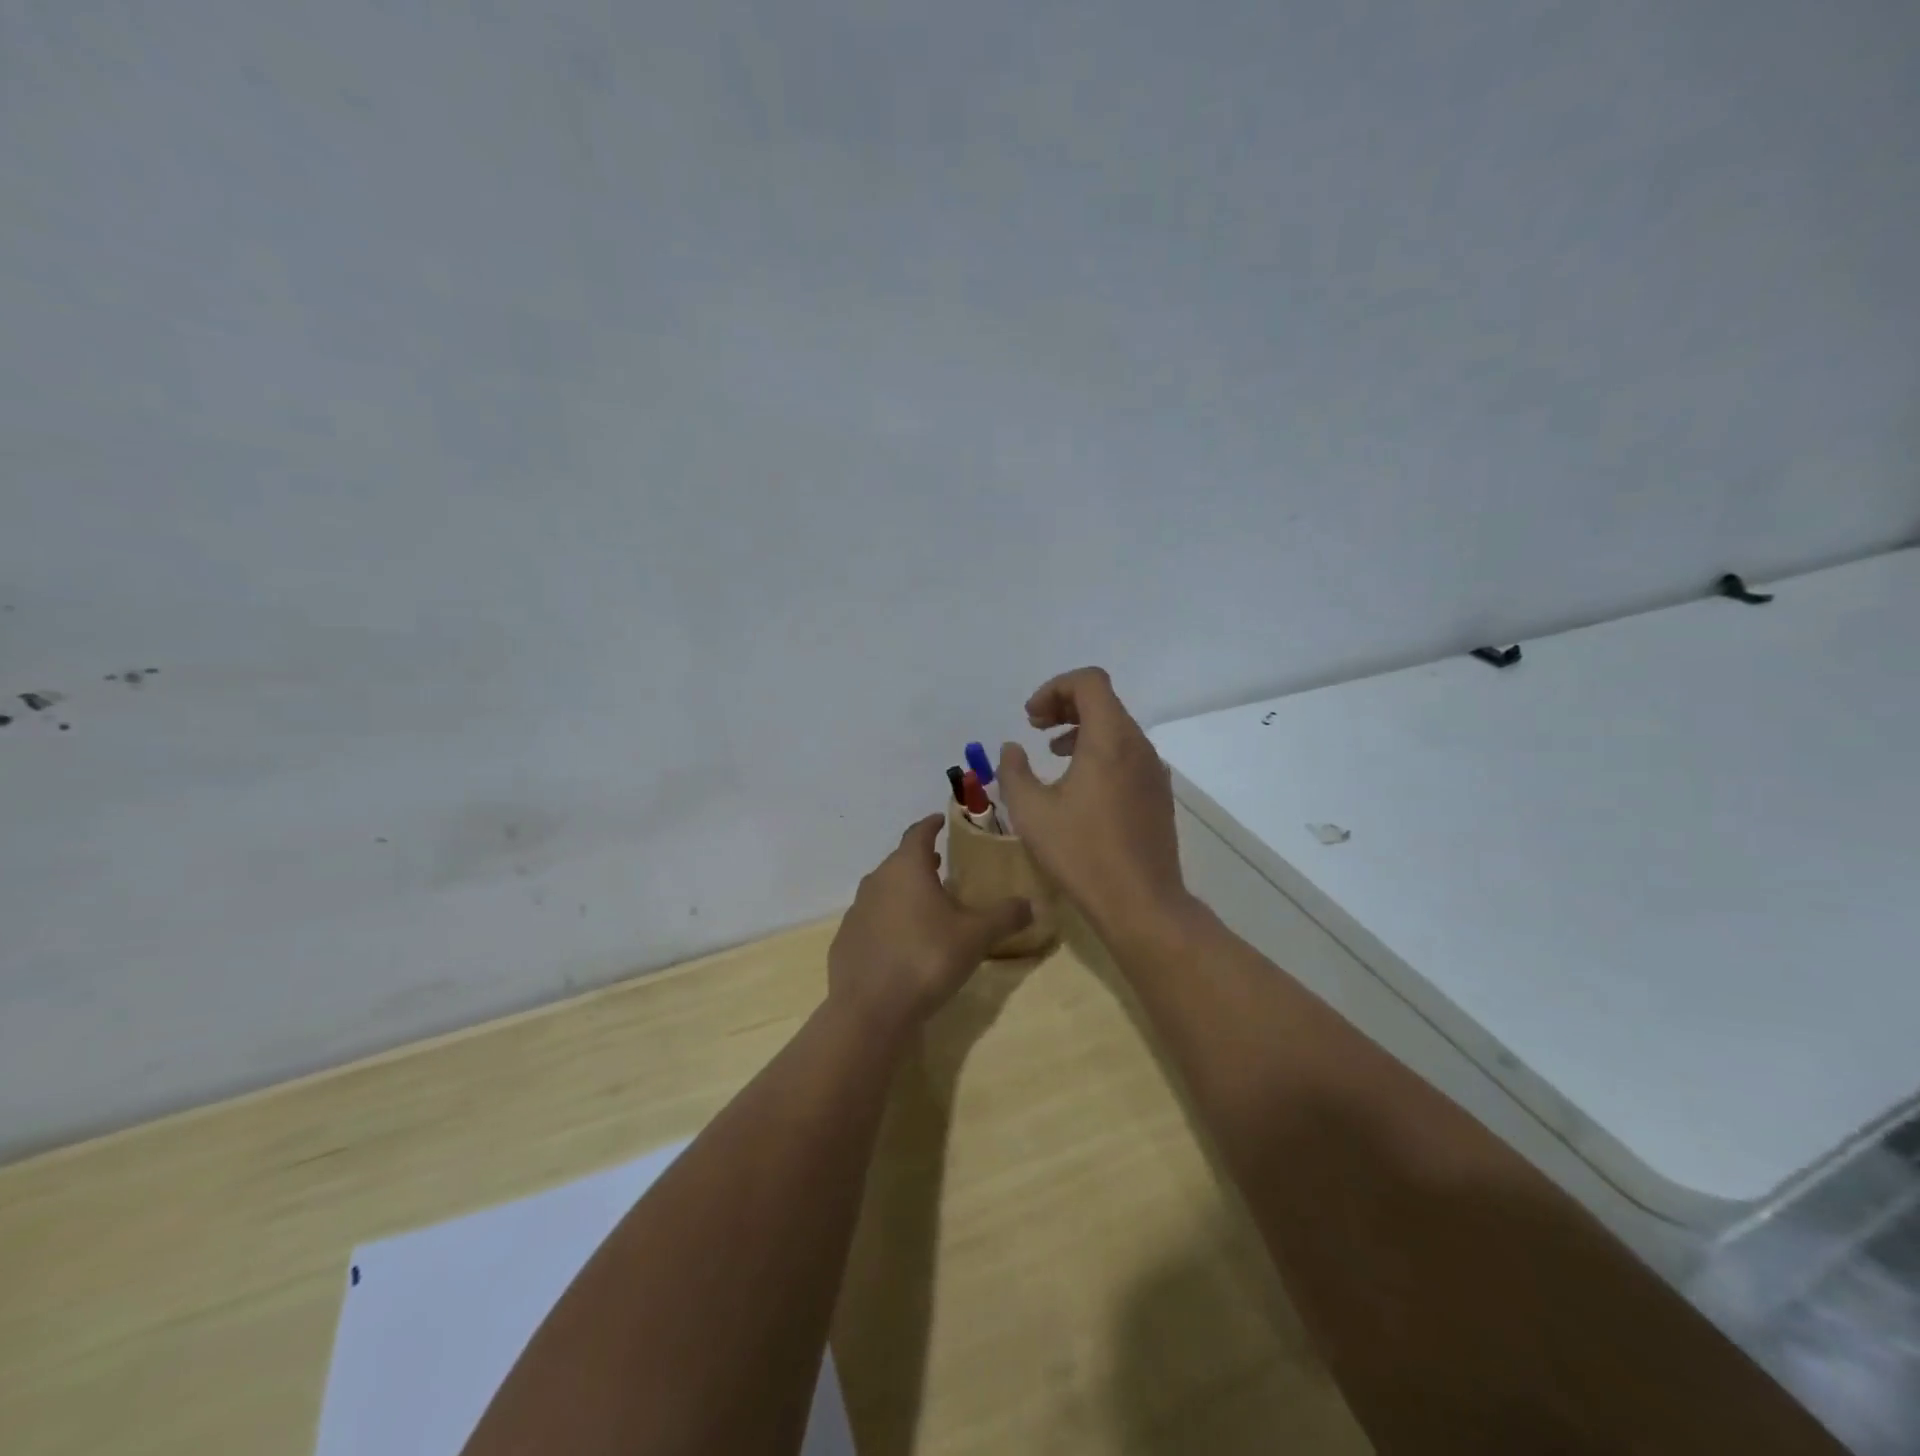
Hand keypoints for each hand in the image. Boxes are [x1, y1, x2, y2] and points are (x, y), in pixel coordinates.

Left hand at [828, 815, 1031, 1030]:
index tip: (939, 820)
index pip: (917, 833)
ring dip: (903, 891)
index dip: (930, 825)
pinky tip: (902, 941)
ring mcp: (856, 912)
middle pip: (899, 861)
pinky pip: (872, 920)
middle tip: (939, 863)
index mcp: (906, 868)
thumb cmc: (926, 958)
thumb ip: (1004, 916)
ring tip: (925, 903)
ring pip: (883, 890)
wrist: (869, 1009)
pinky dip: (888, 921)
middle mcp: (877, 881)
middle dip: (919, 860)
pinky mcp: (846, 941)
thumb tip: (1031, 904)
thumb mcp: (975, 937)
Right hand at [997, 667, 1192, 941]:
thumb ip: (1013, 772)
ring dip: (1082, 729)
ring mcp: (1153, 771)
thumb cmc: (1081, 852)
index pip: (1089, 681)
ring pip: (1117, 729)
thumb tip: (1012, 749)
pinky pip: (1127, 754)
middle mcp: (1138, 746)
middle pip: (1104, 701)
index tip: (1030, 718)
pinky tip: (1079, 786)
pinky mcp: (1158, 794)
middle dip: (1065, 705)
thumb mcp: (1031, 811)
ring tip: (1053, 753)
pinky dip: (1100, 752)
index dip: (1054, 688)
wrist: (1141, 903)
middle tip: (1035, 726)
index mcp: (1110, 739)